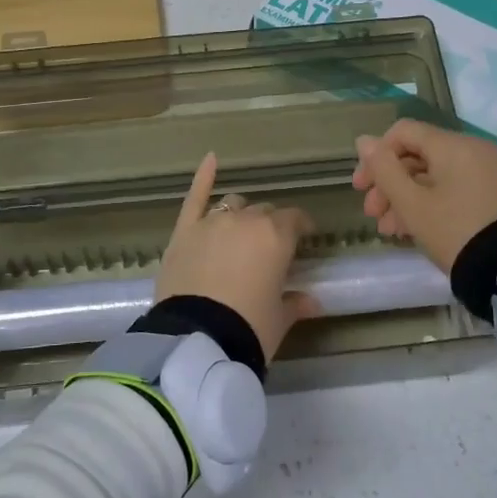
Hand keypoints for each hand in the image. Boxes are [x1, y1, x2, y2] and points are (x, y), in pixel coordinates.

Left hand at [156, 153, 319, 361]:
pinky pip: (195, 198)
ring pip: (233, 204)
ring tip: (241, 229)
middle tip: (270, 247)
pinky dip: (203, 177)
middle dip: (270, 225)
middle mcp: (245, 220)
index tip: (305, 237)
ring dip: (241, 213)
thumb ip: (295, 304)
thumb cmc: (248, 328)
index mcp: (276, 236)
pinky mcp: (184, 231)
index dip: (301, 227)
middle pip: (263, 212)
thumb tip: (312, 302)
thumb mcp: (279, 319)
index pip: (295, 220)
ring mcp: (211, 222)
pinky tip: (211, 158)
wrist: (197, 339)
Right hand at [351, 119, 496, 271]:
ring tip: (388, 229)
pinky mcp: (494, 193)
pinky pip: (453, 187)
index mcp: (453, 145)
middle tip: (372, 213)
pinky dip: (430, 202)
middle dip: (389, 183)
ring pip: (433, 175)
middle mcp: (473, 150)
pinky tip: (410, 229)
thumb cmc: (454, 231)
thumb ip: (384, 169)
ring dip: (405, 197)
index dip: (376, 156)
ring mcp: (487, 172)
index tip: (361, 187)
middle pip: (417, 155)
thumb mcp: (411, 204)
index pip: (403, 132)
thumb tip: (364, 141)